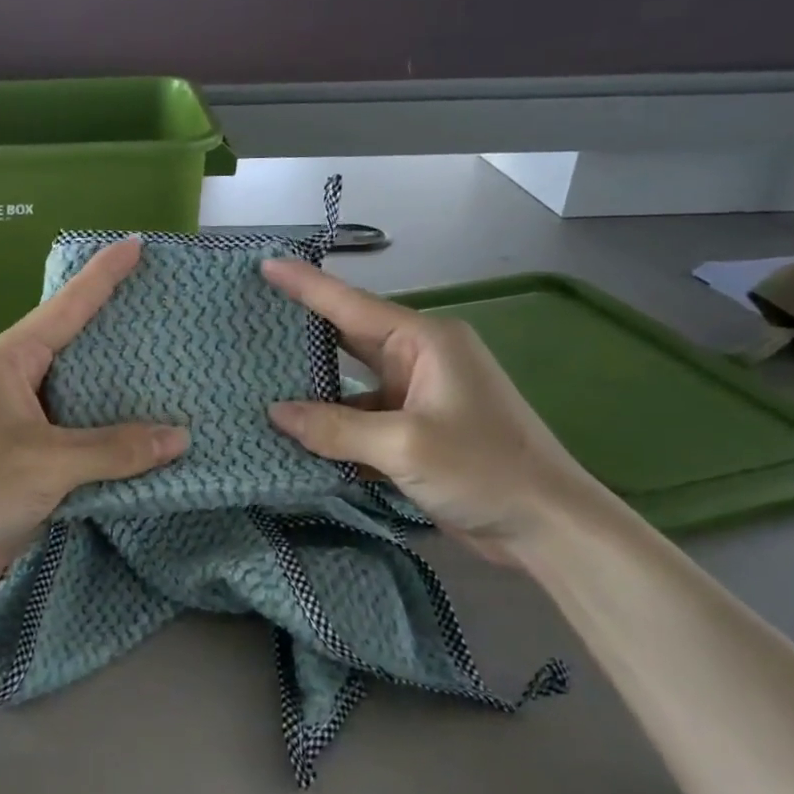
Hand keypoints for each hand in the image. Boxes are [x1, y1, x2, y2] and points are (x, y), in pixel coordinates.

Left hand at [0, 240, 188, 599]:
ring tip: (170, 366)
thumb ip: (116, 450)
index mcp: (10, 360)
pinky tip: (146, 427)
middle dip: (118, 327)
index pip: (65, 307)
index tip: (136, 244)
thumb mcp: (49, 463)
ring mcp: (22, 417)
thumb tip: (180, 439)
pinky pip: (79, 429)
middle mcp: (16, 379)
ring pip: (81, 390)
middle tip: (167, 307)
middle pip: (75, 343)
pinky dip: (110, 429)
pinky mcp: (31, 452)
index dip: (103, 275)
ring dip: (119, 386)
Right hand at [261, 260, 600, 557]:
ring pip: (349, 384)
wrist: (545, 526)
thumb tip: (276, 414)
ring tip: (256, 379)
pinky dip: (330, 426)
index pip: (352, 305)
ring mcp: (416, 398)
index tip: (265, 266)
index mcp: (425, 342)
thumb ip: (336, 428)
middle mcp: (418, 361)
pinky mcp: (412, 433)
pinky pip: (358, 419)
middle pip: (347, 338)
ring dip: (311, 387)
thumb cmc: (484, 469)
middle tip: (249, 320)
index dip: (305, 286)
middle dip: (301, 330)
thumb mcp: (405, 446)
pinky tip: (293, 432)